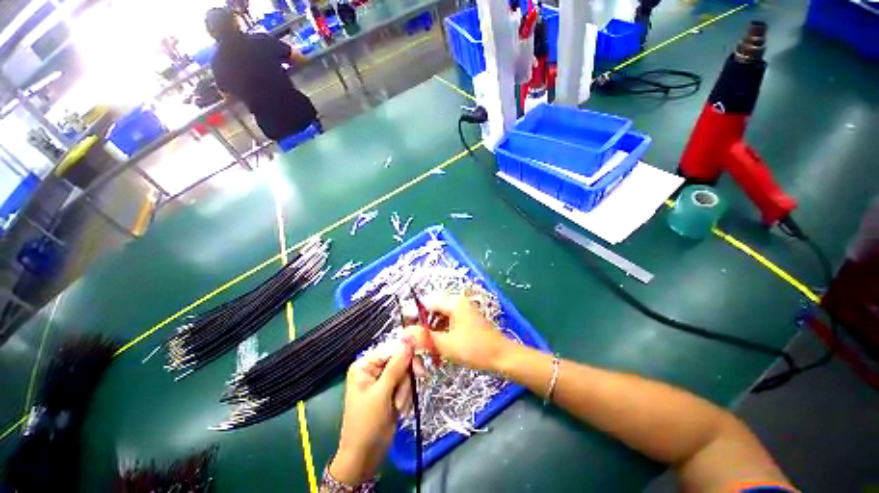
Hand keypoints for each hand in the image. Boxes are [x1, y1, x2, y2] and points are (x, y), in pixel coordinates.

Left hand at [331, 340, 414, 485]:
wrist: (365, 456)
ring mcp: (384, 379)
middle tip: (418, 381)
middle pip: (401, 359)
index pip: (391, 348)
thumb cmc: (367, 424)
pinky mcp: (392, 390)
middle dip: (406, 376)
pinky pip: (407, 384)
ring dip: (406, 390)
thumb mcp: (381, 394)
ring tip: (399, 406)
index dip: (406, 353)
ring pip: (406, 372)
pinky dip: (407, 396)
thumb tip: (408, 341)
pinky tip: (401, 409)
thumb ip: (396, 367)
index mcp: (365, 364)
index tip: (419, 365)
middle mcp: (374, 368)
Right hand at [407, 293, 513, 371]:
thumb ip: (424, 338)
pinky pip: (449, 322)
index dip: (416, 317)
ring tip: (429, 347)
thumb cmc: (475, 349)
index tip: (410, 333)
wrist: (502, 357)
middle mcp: (459, 303)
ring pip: (441, 317)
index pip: (428, 303)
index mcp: (454, 303)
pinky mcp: (467, 320)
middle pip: (434, 310)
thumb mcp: (446, 345)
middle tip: (419, 343)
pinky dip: (443, 333)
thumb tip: (404, 333)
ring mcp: (464, 311)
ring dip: (434, 331)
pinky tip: (441, 347)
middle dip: (425, 326)